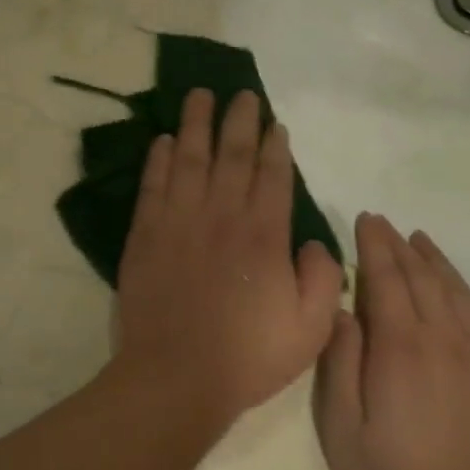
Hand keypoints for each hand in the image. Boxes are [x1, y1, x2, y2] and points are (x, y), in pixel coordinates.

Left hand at [113, 89, 343, 422]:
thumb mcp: (311, 329)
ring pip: (189, 159)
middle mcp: (222, 216)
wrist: (175, 376)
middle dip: (238, 121)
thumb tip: (314, 241)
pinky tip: (162, 140)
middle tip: (240, 94)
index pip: (272, 176)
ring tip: (198, 96)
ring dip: (195, 124)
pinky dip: (158, 159)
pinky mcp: (145, 234)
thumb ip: (323, 279)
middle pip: (232, 155)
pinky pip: (153, 185)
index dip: (275, 147)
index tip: (274, 123)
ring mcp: (179, 221)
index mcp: (264, 235)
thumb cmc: (247, 356)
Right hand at [316, 213, 469, 469]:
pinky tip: (462, 293)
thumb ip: (340, 362)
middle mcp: (446, 337)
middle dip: (398, 244)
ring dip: (434, 261)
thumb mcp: (342, 427)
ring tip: (419, 241)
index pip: (385, 277)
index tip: (364, 219)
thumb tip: (342, 310)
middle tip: (382, 222)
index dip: (373, 244)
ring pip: (457, 290)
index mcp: (401, 346)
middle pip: (420, 275)